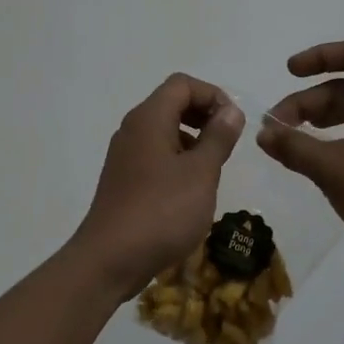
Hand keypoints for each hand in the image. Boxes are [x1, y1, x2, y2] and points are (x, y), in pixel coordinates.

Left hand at [70, 73, 244, 297]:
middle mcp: (132, 130)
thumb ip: (218, 138)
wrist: (110, 260)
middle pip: (171, 104)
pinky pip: (154, 156)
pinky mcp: (123, 181)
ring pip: (164, 131)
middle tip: (227, 143)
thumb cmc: (162, 212)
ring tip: (213, 169)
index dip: (213, 95)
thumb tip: (231, 110)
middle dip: (204, 116)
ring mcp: (124, 156)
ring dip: (193, 140)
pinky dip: (177, 160)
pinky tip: (191, 190)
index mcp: (148, 119)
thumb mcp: (201, 173)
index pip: (182, 84)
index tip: (234, 123)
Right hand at [257, 40, 343, 273]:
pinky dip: (341, 136)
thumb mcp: (332, 168)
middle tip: (277, 127)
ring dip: (323, 119)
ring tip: (293, 141)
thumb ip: (294, 146)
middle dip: (310, 101)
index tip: (288, 73)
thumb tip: (263, 133)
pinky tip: (322, 159)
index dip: (318, 57)